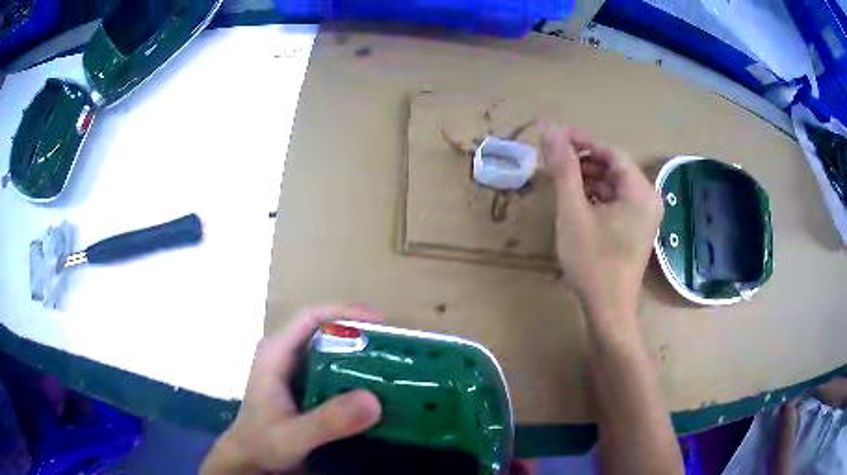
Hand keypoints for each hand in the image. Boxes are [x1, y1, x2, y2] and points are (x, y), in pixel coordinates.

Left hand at [201, 305, 382, 473]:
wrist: (250, 458)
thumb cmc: (262, 443)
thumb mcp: (292, 436)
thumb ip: (327, 421)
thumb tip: (374, 400)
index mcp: (275, 353)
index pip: (310, 316)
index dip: (344, 312)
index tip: (380, 321)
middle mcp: (285, 354)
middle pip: (324, 329)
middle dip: (359, 333)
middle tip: (395, 345)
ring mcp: (294, 370)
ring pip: (330, 349)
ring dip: (359, 353)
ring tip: (392, 363)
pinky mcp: (304, 386)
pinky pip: (333, 370)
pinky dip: (354, 373)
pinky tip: (374, 387)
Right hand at [540, 125, 662, 317]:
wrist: (609, 310)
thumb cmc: (592, 262)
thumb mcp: (573, 212)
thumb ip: (564, 168)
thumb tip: (550, 129)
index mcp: (640, 191)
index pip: (611, 152)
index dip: (582, 142)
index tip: (554, 141)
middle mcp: (649, 198)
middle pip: (614, 167)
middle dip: (584, 162)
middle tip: (554, 165)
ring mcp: (645, 215)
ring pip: (615, 185)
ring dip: (589, 180)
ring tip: (562, 184)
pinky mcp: (638, 228)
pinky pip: (618, 202)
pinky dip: (597, 197)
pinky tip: (577, 204)